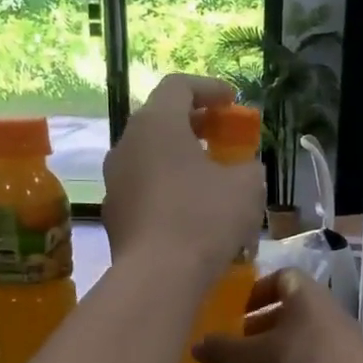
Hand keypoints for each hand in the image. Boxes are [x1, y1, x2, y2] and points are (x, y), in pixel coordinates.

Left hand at [103, 75, 264, 285]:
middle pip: (160, 120)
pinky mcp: (114, 214)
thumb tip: (243, 169)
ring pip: (150, 157)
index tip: (232, 102)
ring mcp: (115, 181)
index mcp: (156, 124)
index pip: (178, 86)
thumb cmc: (204, 218)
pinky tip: (190, 212)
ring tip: (209, 178)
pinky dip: (167, 189)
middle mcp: (126, 144)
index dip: (209, 88)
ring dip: (179, 160)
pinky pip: (144, 189)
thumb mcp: (247, 187)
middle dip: (194, 125)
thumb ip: (248, 167)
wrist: (158, 277)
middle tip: (221, 137)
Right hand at [193, 269, 362, 362]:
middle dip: (265, 322)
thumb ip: (222, 349)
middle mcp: (329, 306)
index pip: (281, 276)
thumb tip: (196, 345)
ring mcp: (346, 336)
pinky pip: (320, 355)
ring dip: (282, 345)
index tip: (238, 311)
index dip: (257, 290)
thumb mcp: (250, 358)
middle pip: (293, 306)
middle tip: (242, 342)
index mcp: (305, 292)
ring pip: (306, 332)